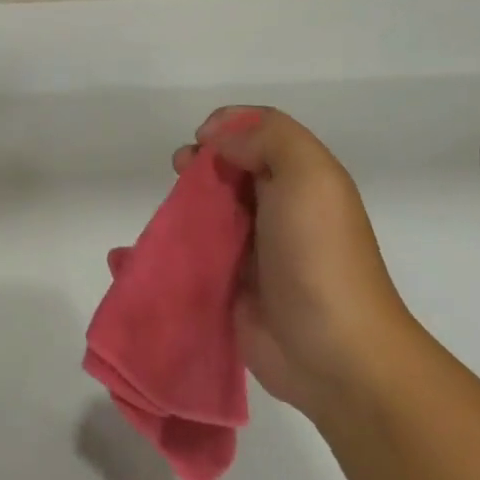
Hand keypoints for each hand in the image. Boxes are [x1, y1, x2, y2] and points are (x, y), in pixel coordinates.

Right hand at [174, 107, 415, 420]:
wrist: (334, 353)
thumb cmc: (320, 255)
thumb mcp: (310, 176)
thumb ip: (267, 139)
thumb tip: (220, 141)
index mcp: (302, 178)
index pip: (258, 133)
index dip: (228, 126)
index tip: (203, 140)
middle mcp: (278, 207)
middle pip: (229, 167)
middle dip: (200, 162)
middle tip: (182, 171)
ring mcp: (253, 248)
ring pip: (209, 208)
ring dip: (182, 201)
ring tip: (168, 209)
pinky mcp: (230, 283)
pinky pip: (195, 253)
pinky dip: (171, 244)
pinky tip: (146, 247)